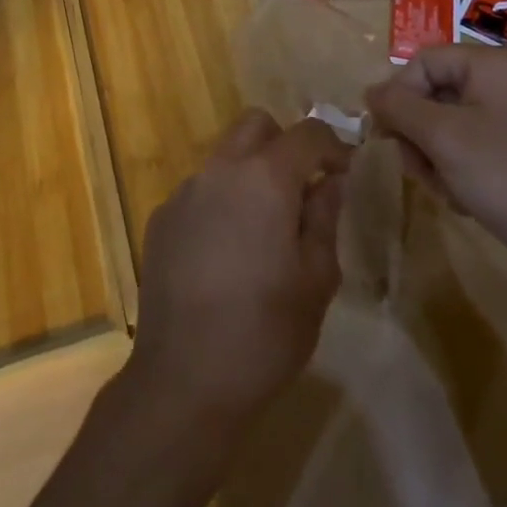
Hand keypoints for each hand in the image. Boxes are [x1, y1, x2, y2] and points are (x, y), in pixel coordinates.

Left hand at [126, 110, 350, 425]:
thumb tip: (330, 181)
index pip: (307, 132)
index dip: (332, 145)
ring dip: (250, 174)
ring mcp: (185, 192)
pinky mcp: (162, 218)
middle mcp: (221, 170)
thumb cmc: (264, 333)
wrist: (183, 381)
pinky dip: (220, 203)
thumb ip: (325, 218)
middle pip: (256, 125)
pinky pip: (200, 191)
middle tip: (301, 188)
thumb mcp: (316, 280)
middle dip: (284, 143)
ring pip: (225, 157)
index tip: (344, 171)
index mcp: (265, 178)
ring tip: (262, 229)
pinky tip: (225, 254)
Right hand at [365, 45, 506, 302]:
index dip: (398, 94)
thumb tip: (369, 92)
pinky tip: (466, 200)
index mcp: (490, 65)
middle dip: (417, 133)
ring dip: (433, 158)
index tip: (387, 134)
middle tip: (417, 167)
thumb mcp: (442, 137)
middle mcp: (502, 84)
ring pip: (444, 127)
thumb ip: (398, 107)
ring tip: (448, 189)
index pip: (422, 62)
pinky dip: (456, 173)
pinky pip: (467, 150)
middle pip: (432, 94)